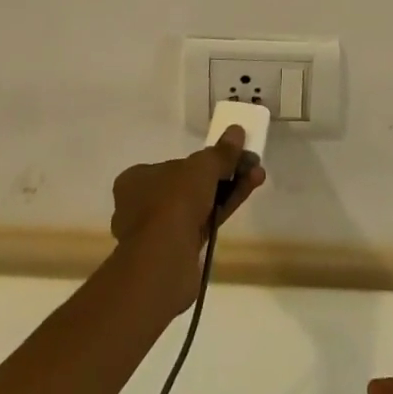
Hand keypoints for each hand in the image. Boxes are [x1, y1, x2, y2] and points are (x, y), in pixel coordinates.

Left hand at [110, 129, 263, 315]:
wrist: (164, 262)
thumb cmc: (173, 202)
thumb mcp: (201, 168)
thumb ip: (220, 152)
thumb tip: (237, 131)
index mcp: (135, 180)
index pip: (171, 165)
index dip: (201, 161)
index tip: (226, 157)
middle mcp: (141, 205)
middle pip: (189, 185)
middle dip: (222, 174)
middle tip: (248, 164)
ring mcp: (157, 232)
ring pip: (198, 205)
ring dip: (228, 189)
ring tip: (257, 175)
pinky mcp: (175, 254)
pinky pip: (203, 223)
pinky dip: (224, 209)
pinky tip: (247, 194)